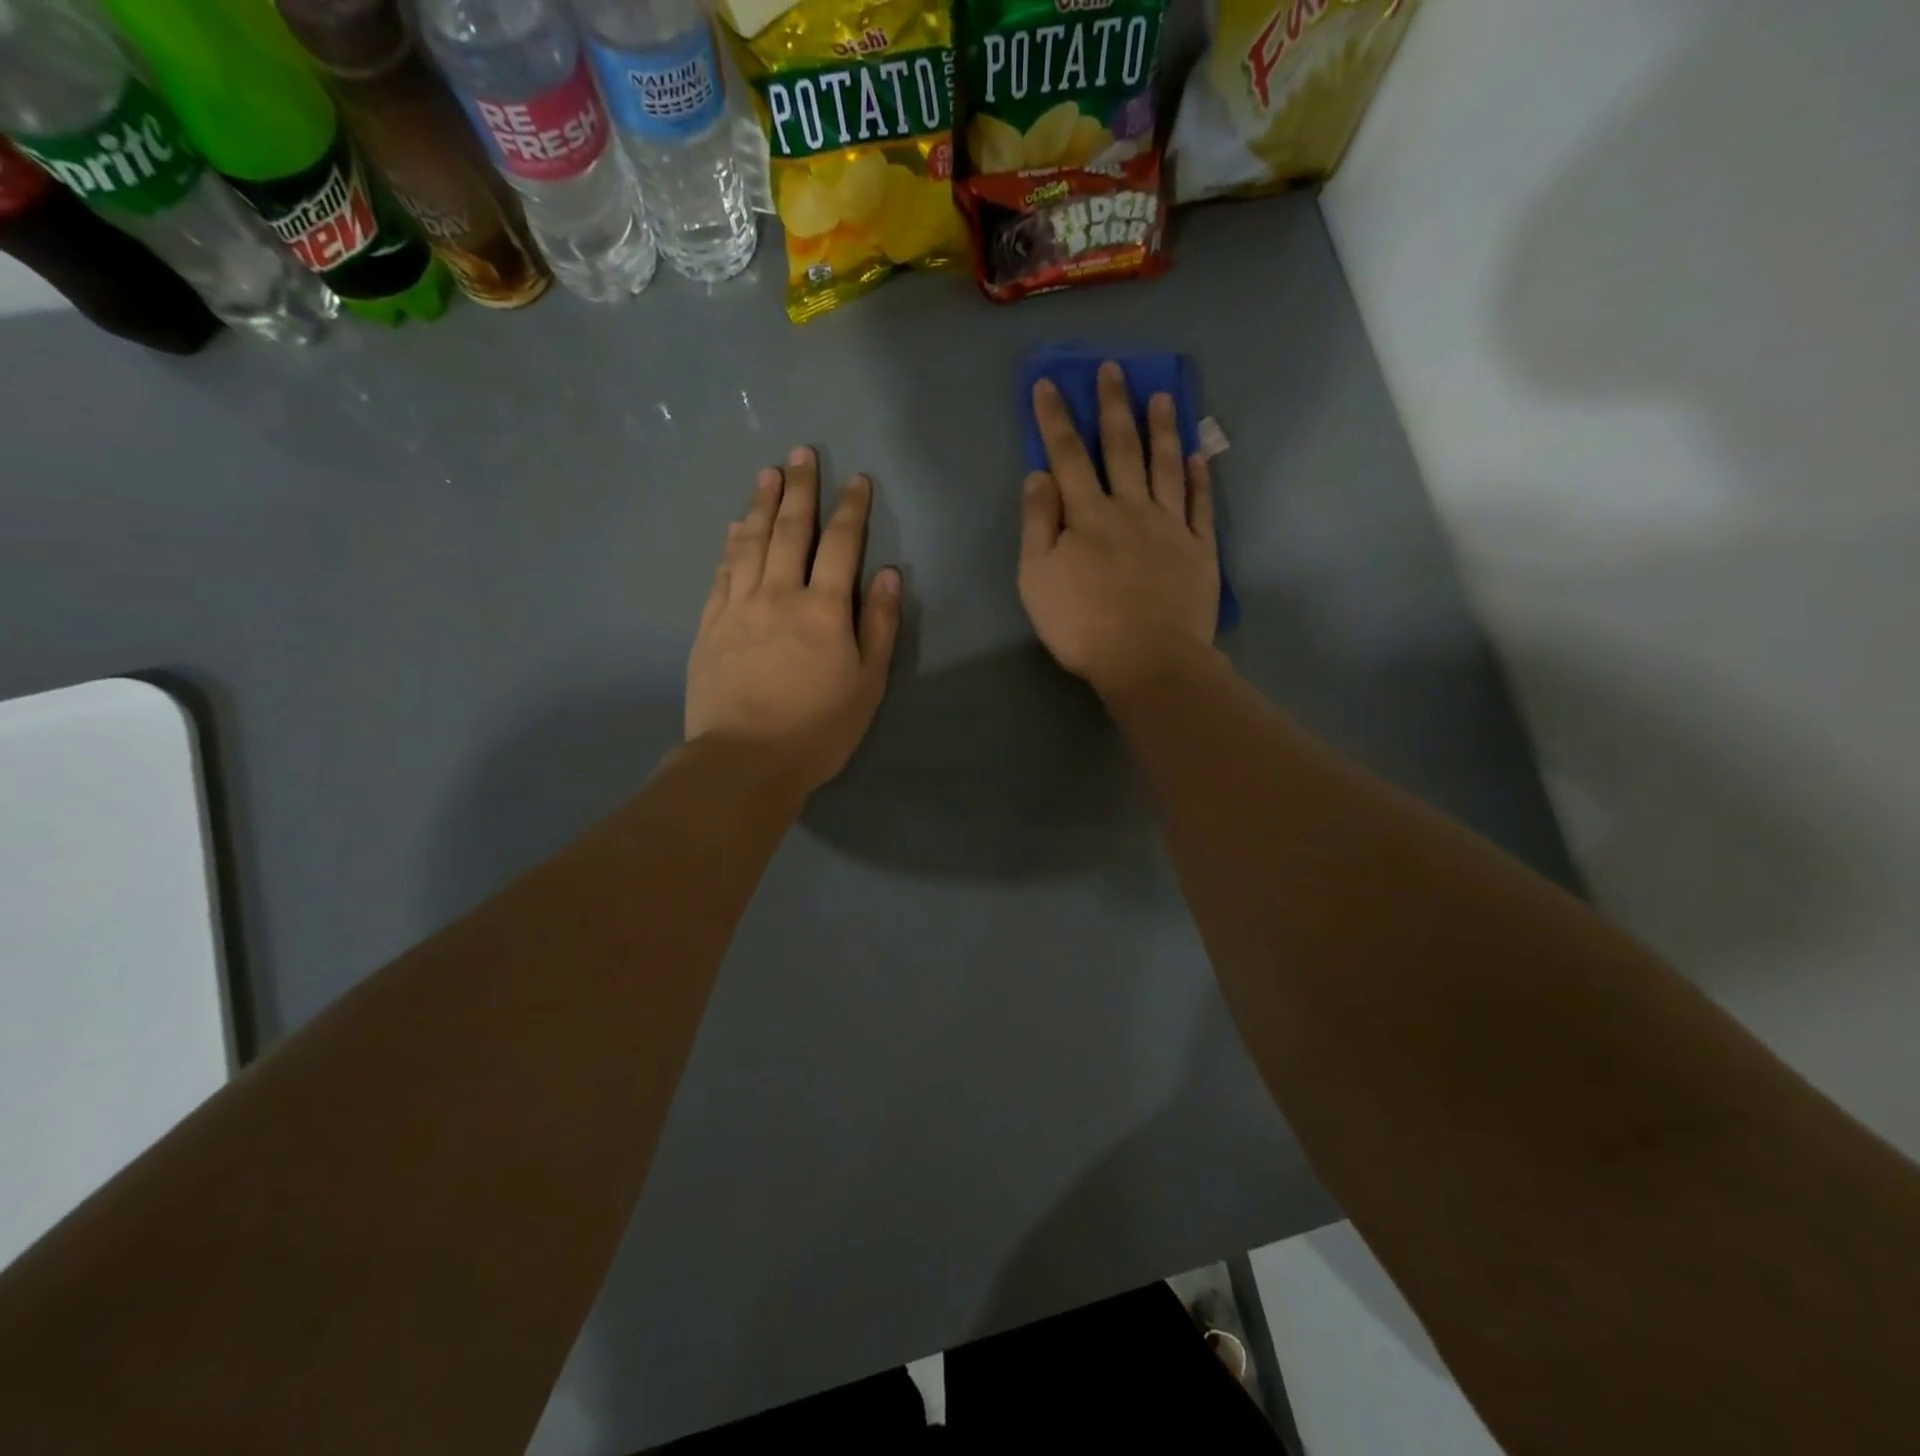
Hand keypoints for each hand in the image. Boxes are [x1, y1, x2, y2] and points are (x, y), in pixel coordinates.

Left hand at [686, 447, 901, 794]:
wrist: (744, 760)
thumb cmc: (817, 729)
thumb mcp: (867, 685)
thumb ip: (877, 626)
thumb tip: (886, 575)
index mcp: (823, 609)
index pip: (841, 545)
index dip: (851, 509)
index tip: (857, 479)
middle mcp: (778, 594)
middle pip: (790, 530)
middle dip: (800, 489)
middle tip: (801, 452)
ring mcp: (738, 607)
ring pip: (750, 543)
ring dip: (761, 504)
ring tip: (767, 473)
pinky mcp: (710, 626)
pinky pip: (722, 573)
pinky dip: (730, 545)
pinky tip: (734, 528)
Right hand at [1018, 362, 1219, 698]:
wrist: (1148, 659)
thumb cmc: (1082, 624)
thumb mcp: (1037, 578)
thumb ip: (1038, 524)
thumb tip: (1039, 475)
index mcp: (1087, 515)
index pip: (1068, 455)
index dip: (1056, 418)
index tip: (1049, 383)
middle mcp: (1130, 508)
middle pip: (1121, 448)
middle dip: (1113, 406)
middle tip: (1114, 369)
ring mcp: (1170, 526)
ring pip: (1165, 466)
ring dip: (1161, 428)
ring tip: (1161, 394)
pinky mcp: (1199, 548)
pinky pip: (1200, 504)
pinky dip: (1199, 477)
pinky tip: (1197, 455)